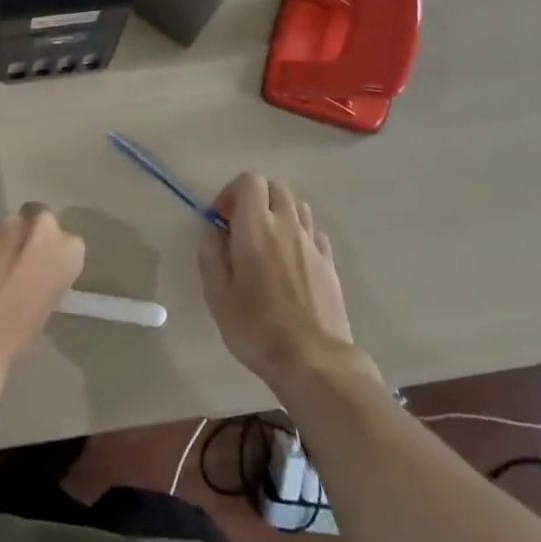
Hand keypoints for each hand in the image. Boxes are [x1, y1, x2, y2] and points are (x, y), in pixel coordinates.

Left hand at [0, 206, 85, 416]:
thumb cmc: (15, 333)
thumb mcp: (45, 305)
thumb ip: (44, 275)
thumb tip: (32, 271)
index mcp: (67, 248)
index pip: (63, 240)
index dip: (47, 253)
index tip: (37, 270)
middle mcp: (37, 224)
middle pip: (32, 220)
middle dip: (22, 238)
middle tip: (10, 266)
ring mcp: (0, 222)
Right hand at [198, 173, 360, 390]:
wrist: (313, 360)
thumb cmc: (256, 327)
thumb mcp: (217, 294)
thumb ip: (211, 254)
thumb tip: (212, 229)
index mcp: (256, 225)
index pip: (249, 181)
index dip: (232, 192)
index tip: (221, 218)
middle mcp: (287, 224)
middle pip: (275, 187)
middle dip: (256, 197)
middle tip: (241, 226)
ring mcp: (312, 242)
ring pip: (298, 205)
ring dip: (279, 212)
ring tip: (267, 240)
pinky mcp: (329, 263)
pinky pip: (313, 232)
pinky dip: (299, 233)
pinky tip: (291, 259)